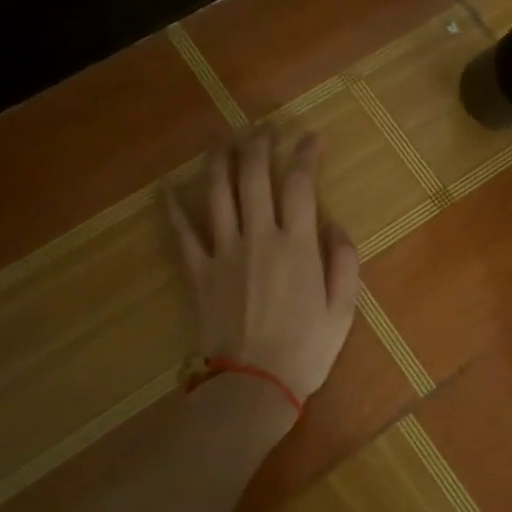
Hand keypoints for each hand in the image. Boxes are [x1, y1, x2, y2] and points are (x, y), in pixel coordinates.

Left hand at [165, 130, 359, 403]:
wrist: (253, 385)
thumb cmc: (306, 350)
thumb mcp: (343, 309)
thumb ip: (344, 261)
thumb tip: (334, 225)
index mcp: (297, 244)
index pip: (300, 182)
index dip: (305, 153)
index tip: (310, 137)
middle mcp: (258, 236)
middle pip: (254, 175)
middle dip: (259, 142)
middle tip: (265, 126)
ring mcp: (223, 251)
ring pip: (217, 192)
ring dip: (220, 159)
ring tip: (225, 139)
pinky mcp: (198, 271)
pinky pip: (182, 232)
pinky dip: (173, 208)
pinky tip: (166, 187)